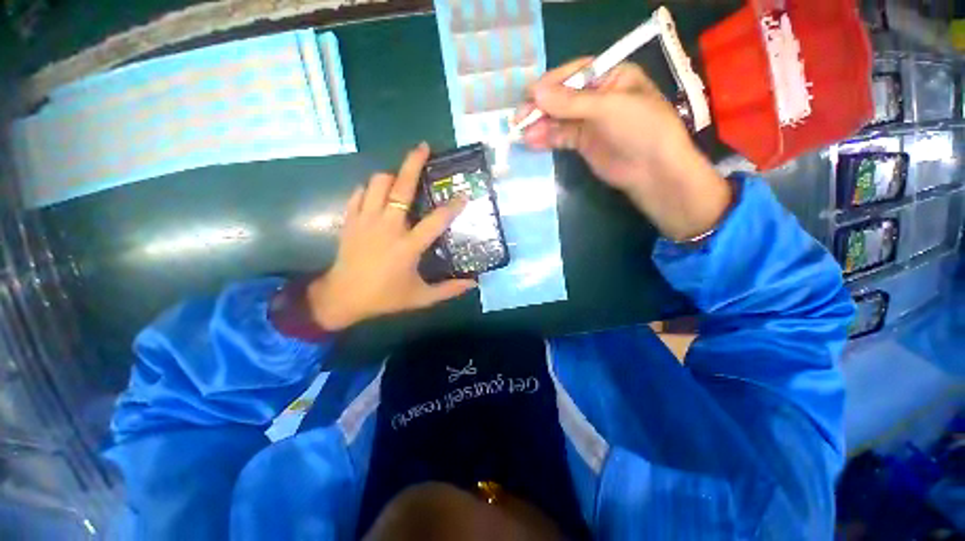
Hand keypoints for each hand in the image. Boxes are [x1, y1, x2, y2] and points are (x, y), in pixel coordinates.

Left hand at [306, 143, 475, 330]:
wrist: (342, 298)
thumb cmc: (385, 297)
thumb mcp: (421, 298)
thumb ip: (449, 289)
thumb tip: (474, 283)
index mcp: (408, 246)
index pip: (436, 221)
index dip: (452, 207)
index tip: (463, 195)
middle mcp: (388, 228)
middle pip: (401, 188)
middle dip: (414, 164)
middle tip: (424, 148)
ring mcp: (366, 221)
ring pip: (377, 184)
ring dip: (391, 177)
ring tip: (401, 180)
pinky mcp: (350, 220)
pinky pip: (359, 193)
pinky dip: (370, 190)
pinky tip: (378, 195)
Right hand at [518, 58, 731, 241]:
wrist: (652, 171)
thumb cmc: (639, 129)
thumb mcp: (607, 108)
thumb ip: (571, 102)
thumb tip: (536, 94)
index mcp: (610, 76)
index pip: (573, 74)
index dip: (550, 84)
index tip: (528, 96)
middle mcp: (596, 96)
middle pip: (562, 97)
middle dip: (540, 107)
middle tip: (519, 119)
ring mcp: (588, 121)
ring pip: (558, 119)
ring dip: (539, 125)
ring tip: (522, 134)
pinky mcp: (582, 143)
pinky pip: (560, 136)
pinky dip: (546, 139)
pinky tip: (532, 142)